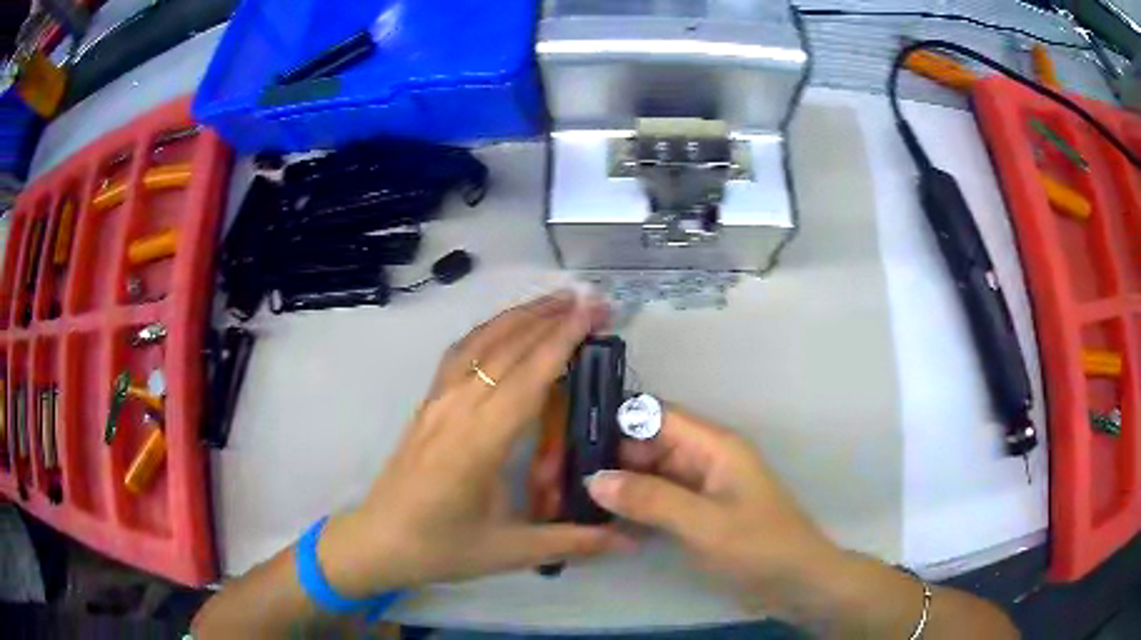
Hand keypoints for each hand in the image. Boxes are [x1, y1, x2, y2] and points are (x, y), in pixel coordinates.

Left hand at [319, 292, 630, 595]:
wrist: (378, 542)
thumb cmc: (442, 549)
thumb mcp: (511, 551)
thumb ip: (575, 542)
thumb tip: (632, 540)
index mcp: (479, 443)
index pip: (528, 377)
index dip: (562, 340)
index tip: (592, 313)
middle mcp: (456, 409)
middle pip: (505, 348)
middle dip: (549, 317)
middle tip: (589, 300)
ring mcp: (437, 401)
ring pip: (479, 343)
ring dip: (518, 316)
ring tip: (555, 301)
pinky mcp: (427, 403)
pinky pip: (459, 354)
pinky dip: (487, 330)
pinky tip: (504, 328)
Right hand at [585, 408, 845, 615]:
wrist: (797, 584)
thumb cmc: (758, 546)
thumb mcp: (704, 524)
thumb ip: (650, 499)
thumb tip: (593, 479)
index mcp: (714, 445)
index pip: (657, 416)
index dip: (616, 422)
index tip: (571, 439)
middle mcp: (705, 459)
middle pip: (649, 445)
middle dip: (610, 457)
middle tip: (562, 475)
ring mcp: (700, 488)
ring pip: (650, 474)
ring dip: (618, 484)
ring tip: (570, 496)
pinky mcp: (697, 514)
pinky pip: (658, 501)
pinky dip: (633, 507)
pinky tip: (601, 519)